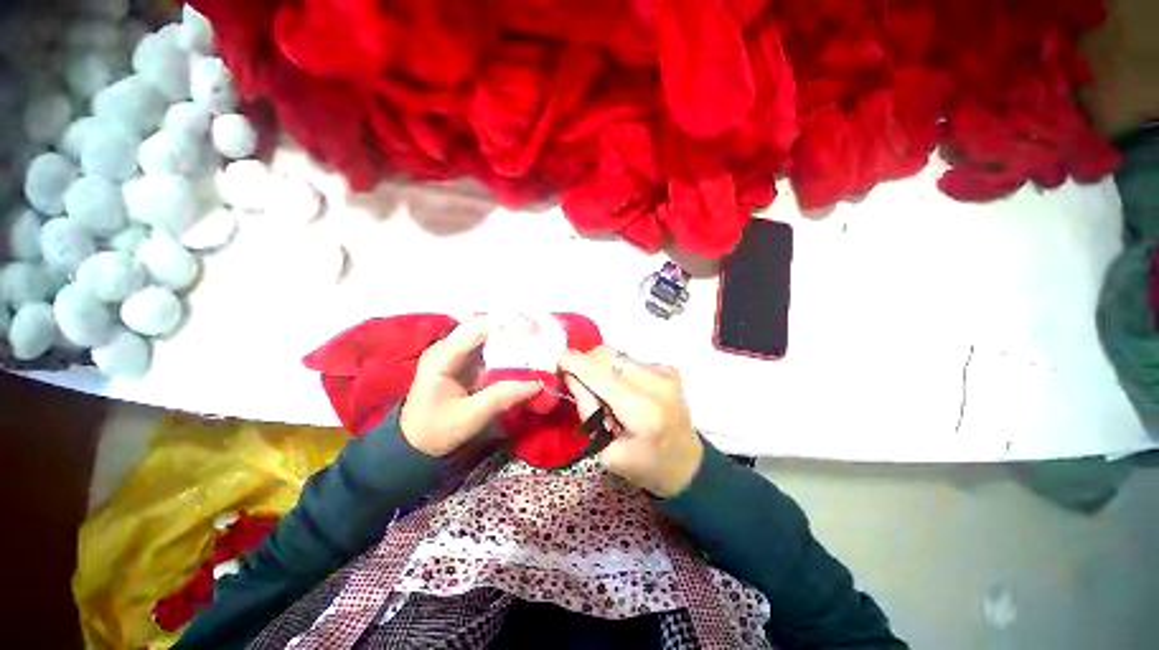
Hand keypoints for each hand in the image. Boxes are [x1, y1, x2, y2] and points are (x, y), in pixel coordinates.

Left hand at [401, 317, 540, 456]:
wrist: (415, 444)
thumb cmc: (436, 430)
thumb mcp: (469, 417)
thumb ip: (502, 397)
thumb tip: (537, 383)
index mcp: (442, 356)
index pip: (476, 328)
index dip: (506, 324)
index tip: (534, 331)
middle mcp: (449, 346)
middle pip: (484, 324)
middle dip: (513, 325)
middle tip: (540, 333)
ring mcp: (458, 352)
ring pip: (489, 332)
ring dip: (513, 334)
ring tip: (538, 339)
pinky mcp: (467, 361)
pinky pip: (491, 346)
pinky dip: (509, 346)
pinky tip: (526, 351)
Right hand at [560, 346, 703, 497]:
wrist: (688, 465)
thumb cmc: (645, 466)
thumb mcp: (607, 451)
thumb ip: (588, 410)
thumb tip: (572, 376)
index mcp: (642, 411)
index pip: (600, 375)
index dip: (575, 363)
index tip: (558, 360)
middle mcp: (656, 383)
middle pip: (608, 355)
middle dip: (586, 363)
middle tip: (579, 382)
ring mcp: (665, 373)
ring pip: (617, 354)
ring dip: (602, 367)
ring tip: (603, 390)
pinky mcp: (668, 369)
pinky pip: (630, 359)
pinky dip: (617, 370)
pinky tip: (621, 388)